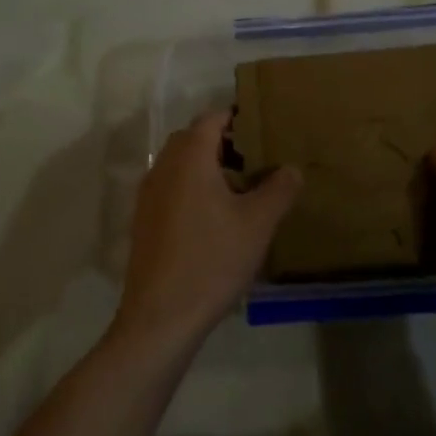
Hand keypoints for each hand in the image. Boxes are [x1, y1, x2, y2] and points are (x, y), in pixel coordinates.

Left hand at [113, 111, 301, 351]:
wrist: (160, 318)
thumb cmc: (212, 260)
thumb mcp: (257, 224)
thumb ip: (279, 189)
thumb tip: (291, 168)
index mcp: (190, 157)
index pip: (212, 118)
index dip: (237, 118)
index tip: (263, 129)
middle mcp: (164, 166)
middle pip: (194, 138)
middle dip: (224, 142)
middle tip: (257, 159)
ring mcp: (149, 194)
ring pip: (181, 164)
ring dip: (208, 167)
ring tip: (241, 190)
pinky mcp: (144, 220)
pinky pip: (171, 188)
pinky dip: (193, 189)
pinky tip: (215, 219)